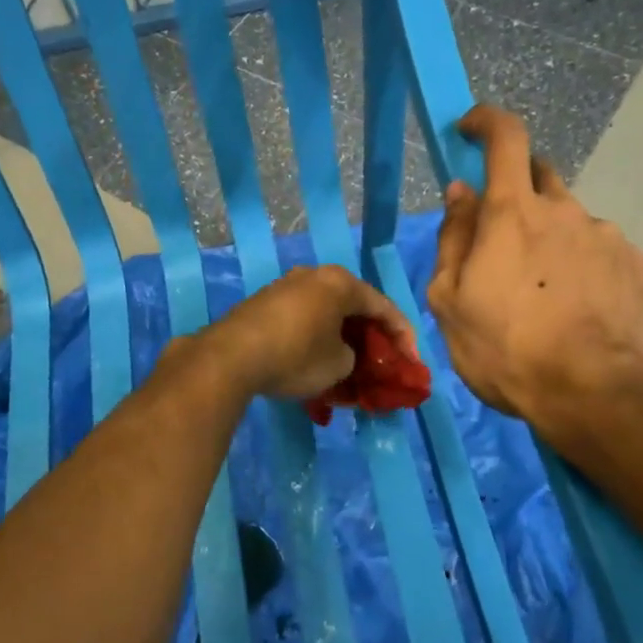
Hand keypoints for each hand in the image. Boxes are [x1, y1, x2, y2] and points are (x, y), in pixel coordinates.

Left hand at [201, 266, 415, 399]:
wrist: (231, 356)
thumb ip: (353, 356)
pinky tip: (316, 362)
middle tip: (381, 363)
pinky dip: (316, 339)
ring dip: (341, 339)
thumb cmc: (296, 355)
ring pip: (326, 313)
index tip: (411, 364)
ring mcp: (286, 286)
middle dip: (370, 337)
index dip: (403, 337)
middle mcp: (314, 275)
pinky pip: (303, 319)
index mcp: (340, 283)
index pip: (384, 307)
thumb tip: (342, 353)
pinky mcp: (264, 303)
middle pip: (354, 306)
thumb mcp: (339, 365)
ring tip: (349, 367)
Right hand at [427, 104, 642, 417]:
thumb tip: (461, 193)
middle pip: (539, 176)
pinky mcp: (636, 266)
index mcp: (513, 213)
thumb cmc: (505, 349)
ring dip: (550, 239)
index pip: (505, 137)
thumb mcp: (450, 300)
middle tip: (502, 241)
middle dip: (516, 192)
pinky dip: (581, 266)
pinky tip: (576, 309)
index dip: (486, 121)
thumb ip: (454, 238)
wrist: (594, 395)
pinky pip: (599, 252)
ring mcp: (607, 237)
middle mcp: (565, 210)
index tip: (470, 129)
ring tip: (542, 295)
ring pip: (570, 221)